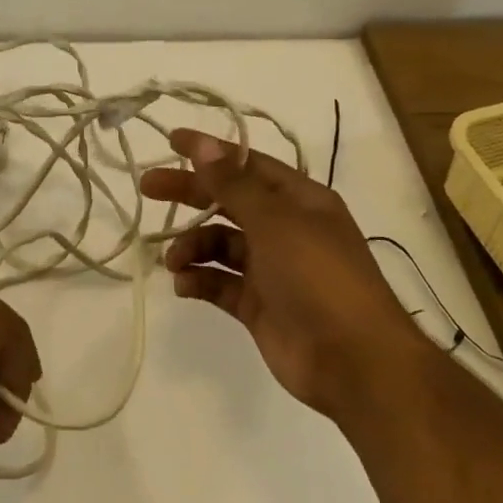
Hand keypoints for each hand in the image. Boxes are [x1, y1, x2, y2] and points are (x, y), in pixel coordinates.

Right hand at [141, 128, 422, 418]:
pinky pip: (220, 282)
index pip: (247, 164)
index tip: (171, 141)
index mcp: (299, 200)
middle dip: (190, 194)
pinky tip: (184, 284)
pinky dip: (199, 280)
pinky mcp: (258, 304)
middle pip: (228, 201)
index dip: (211, 151)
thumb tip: (203, 144)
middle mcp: (285, 228)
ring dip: (192, 245)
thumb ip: (233, 184)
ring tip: (174, 260)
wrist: (354, 361)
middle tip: (148, 188)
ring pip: (220, 244)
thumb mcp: (275, 221)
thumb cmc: (319, 277)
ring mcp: (272, 268)